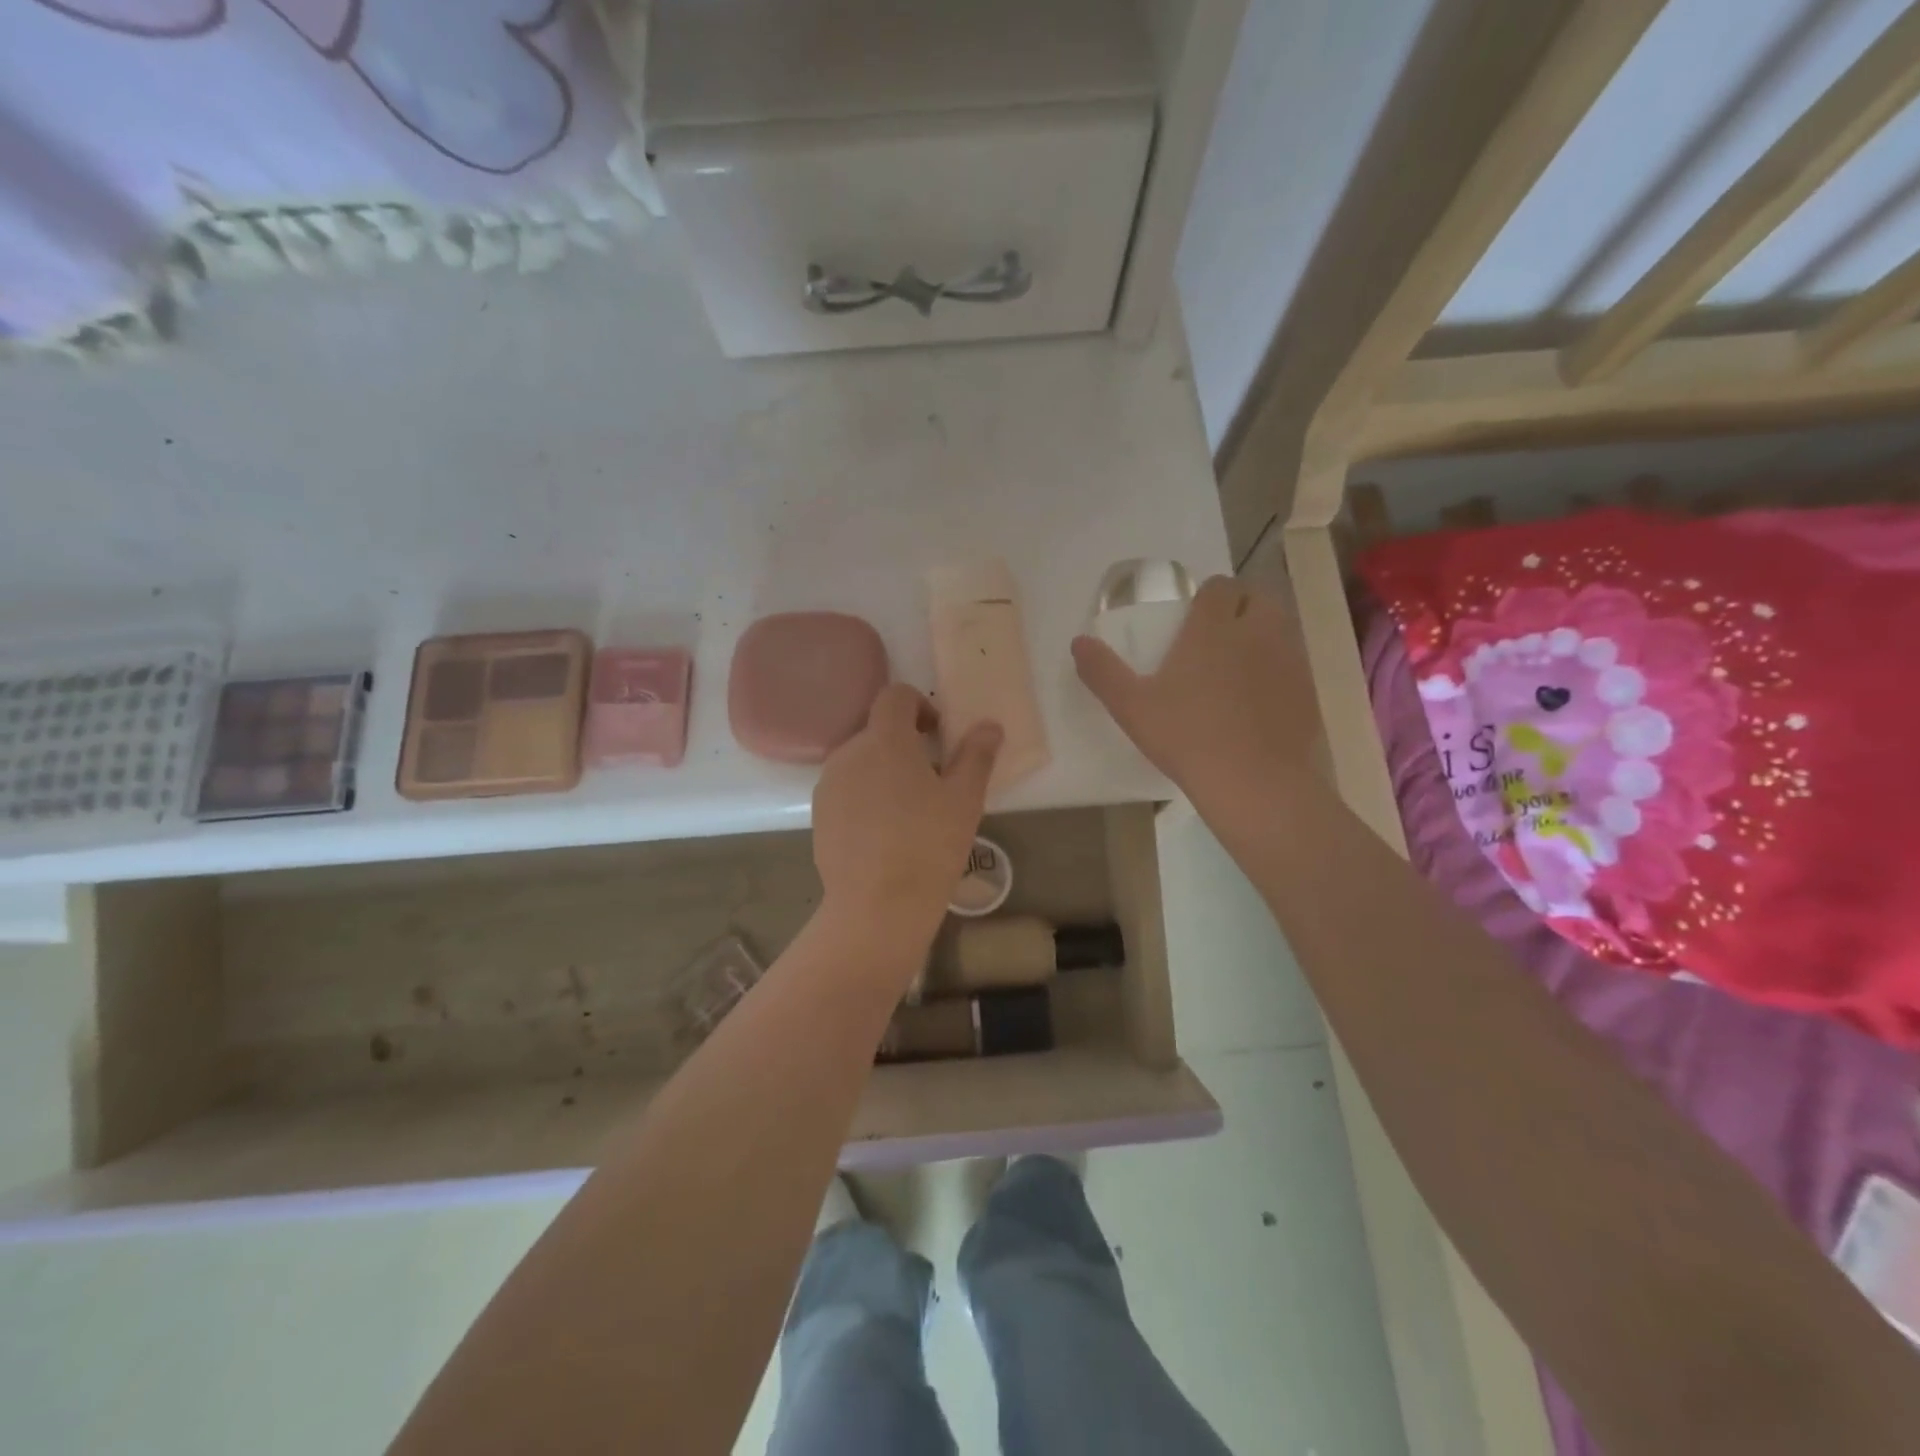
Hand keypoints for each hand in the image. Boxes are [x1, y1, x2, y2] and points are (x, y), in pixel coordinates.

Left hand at [812, 684, 1001, 957]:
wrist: (877, 906)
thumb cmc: (928, 845)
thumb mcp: (965, 799)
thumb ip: (977, 755)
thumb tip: (990, 725)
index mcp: (884, 740)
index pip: (895, 696)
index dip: (919, 705)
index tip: (938, 735)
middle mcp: (849, 753)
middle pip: (878, 730)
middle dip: (905, 744)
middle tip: (933, 780)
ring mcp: (829, 785)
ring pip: (860, 761)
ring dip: (884, 770)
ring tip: (910, 811)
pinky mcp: (819, 815)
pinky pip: (846, 789)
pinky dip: (865, 796)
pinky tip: (885, 833)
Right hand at [1072, 576, 1319, 807]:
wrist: (1253, 782)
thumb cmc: (1186, 736)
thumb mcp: (1131, 706)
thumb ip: (1103, 671)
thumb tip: (1078, 642)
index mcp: (1213, 628)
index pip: (1219, 586)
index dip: (1207, 595)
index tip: (1193, 616)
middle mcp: (1256, 632)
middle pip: (1256, 598)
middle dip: (1239, 607)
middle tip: (1217, 637)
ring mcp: (1288, 660)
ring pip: (1280, 628)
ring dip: (1261, 635)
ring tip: (1238, 666)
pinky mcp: (1306, 690)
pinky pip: (1293, 664)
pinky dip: (1278, 670)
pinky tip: (1259, 701)